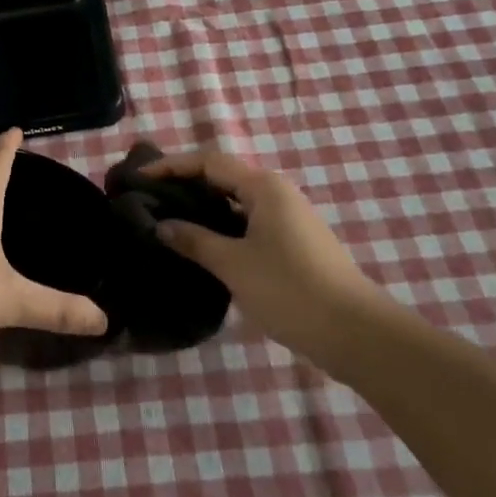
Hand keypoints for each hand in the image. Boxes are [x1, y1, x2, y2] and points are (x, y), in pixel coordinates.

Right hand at [142, 150, 382, 358]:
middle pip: (222, 177)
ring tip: (167, 221)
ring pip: (235, 202)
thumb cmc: (290, 290)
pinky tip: (202, 246)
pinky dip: (221, 226)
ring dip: (202, 207)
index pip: (208, 162)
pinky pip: (247, 222)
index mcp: (263, 186)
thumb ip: (194, 240)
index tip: (139, 177)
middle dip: (184, 185)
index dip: (171, 166)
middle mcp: (276, 193)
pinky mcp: (293, 243)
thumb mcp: (233, 265)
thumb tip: (161, 226)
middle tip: (148, 199)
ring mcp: (287, 218)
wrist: (356, 334)